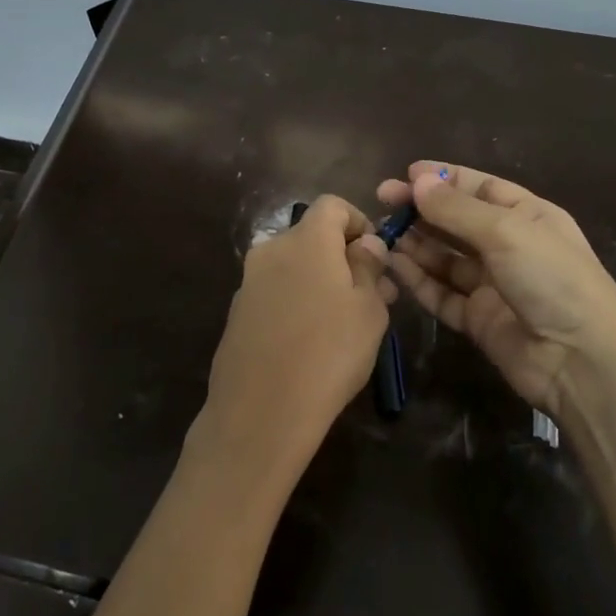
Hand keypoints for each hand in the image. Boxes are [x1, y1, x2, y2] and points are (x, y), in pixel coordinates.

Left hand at [193, 195, 393, 487]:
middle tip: (375, 294)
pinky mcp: (238, 313)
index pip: (332, 205)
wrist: (261, 410)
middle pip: (312, 237)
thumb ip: (369, 267)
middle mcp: (271, 250)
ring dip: (322, 281)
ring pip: (294, 267)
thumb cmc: (329, 352)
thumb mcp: (369, 309)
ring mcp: (249, 282)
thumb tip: (366, 243)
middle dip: (345, 257)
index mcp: (305, 239)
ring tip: (349, 321)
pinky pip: (276, 293)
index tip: (377, 257)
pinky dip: (297, 302)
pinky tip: (312, 341)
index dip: (359, 222)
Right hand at [377, 162, 615, 416]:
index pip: (481, 188)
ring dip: (415, 243)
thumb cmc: (552, 279)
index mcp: (528, 216)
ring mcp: (493, 285)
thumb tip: (416, 181)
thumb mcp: (506, 232)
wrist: (580, 361)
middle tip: (383, 200)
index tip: (407, 172)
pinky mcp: (478, 319)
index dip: (445, 179)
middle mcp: (510, 247)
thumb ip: (456, 210)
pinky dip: (418, 279)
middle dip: (422, 209)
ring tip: (382, 232)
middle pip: (458, 221)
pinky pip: (441, 293)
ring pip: (445, 258)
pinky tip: (394, 264)